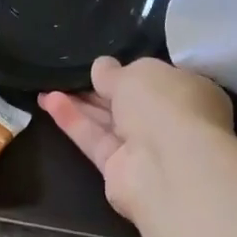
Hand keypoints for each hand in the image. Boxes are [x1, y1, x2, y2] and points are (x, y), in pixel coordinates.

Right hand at [39, 57, 234, 222]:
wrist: (169, 166)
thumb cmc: (165, 105)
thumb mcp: (137, 73)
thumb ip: (114, 72)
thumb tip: (101, 67)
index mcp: (189, 93)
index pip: (157, 81)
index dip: (130, 72)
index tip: (103, 65)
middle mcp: (169, 122)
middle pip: (128, 103)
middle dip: (99, 89)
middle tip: (67, 74)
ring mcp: (145, 149)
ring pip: (107, 122)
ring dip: (79, 104)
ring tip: (47, 86)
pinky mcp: (119, 170)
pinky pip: (94, 140)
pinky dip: (73, 122)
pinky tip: (49, 101)